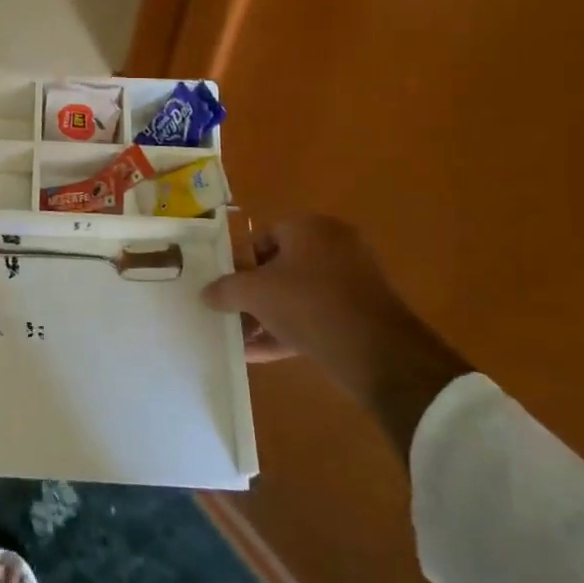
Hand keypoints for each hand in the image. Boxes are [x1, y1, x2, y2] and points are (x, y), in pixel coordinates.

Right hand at [204, 215, 470, 454]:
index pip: (263, 238)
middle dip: (254, 294)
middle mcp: (334, 245)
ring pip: (298, 294)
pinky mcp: (362, 313)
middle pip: (281, 267)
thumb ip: (225, 289)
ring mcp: (353, 280)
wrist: (378, 352)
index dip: (240, 264)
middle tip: (232, 314)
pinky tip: (261, 355)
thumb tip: (206, 293)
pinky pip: (316, 316)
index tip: (226, 289)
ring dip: (269, 315)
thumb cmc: (309, 304)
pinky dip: (290, 331)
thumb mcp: (255, 294)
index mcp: (310, 228)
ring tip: (242, 339)